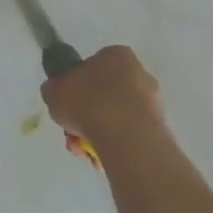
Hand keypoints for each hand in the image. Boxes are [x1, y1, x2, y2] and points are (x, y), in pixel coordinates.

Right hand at [41, 45, 160, 142]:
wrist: (123, 134)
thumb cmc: (86, 101)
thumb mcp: (54, 90)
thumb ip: (55, 88)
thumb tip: (57, 92)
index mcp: (116, 55)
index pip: (94, 66)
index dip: (77, 85)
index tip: (68, 103)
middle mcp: (139, 73)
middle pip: (105, 94)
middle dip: (86, 115)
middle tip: (71, 131)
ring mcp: (152, 101)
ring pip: (115, 117)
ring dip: (96, 133)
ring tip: (82, 150)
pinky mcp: (158, 127)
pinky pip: (128, 134)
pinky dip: (113, 144)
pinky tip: (99, 157)